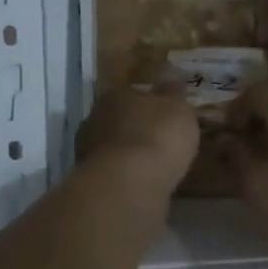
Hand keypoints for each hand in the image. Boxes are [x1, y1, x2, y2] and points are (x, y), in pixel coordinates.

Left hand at [75, 88, 198, 200]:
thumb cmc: (158, 135)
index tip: (167, 114)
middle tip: (162, 140)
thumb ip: (175, 96)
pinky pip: (115, 171)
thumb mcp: (179, 108)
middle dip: (139, 128)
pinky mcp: (91, 180)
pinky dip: (128, 174)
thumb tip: (172, 85)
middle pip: (121, 120)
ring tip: (155, 164)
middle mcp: (95, 118)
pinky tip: (145, 181)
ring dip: (131, 153)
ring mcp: (88, 151)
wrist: (129, 183)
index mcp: (116, 95)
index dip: (152, 103)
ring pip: (115, 147)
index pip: (134, 93)